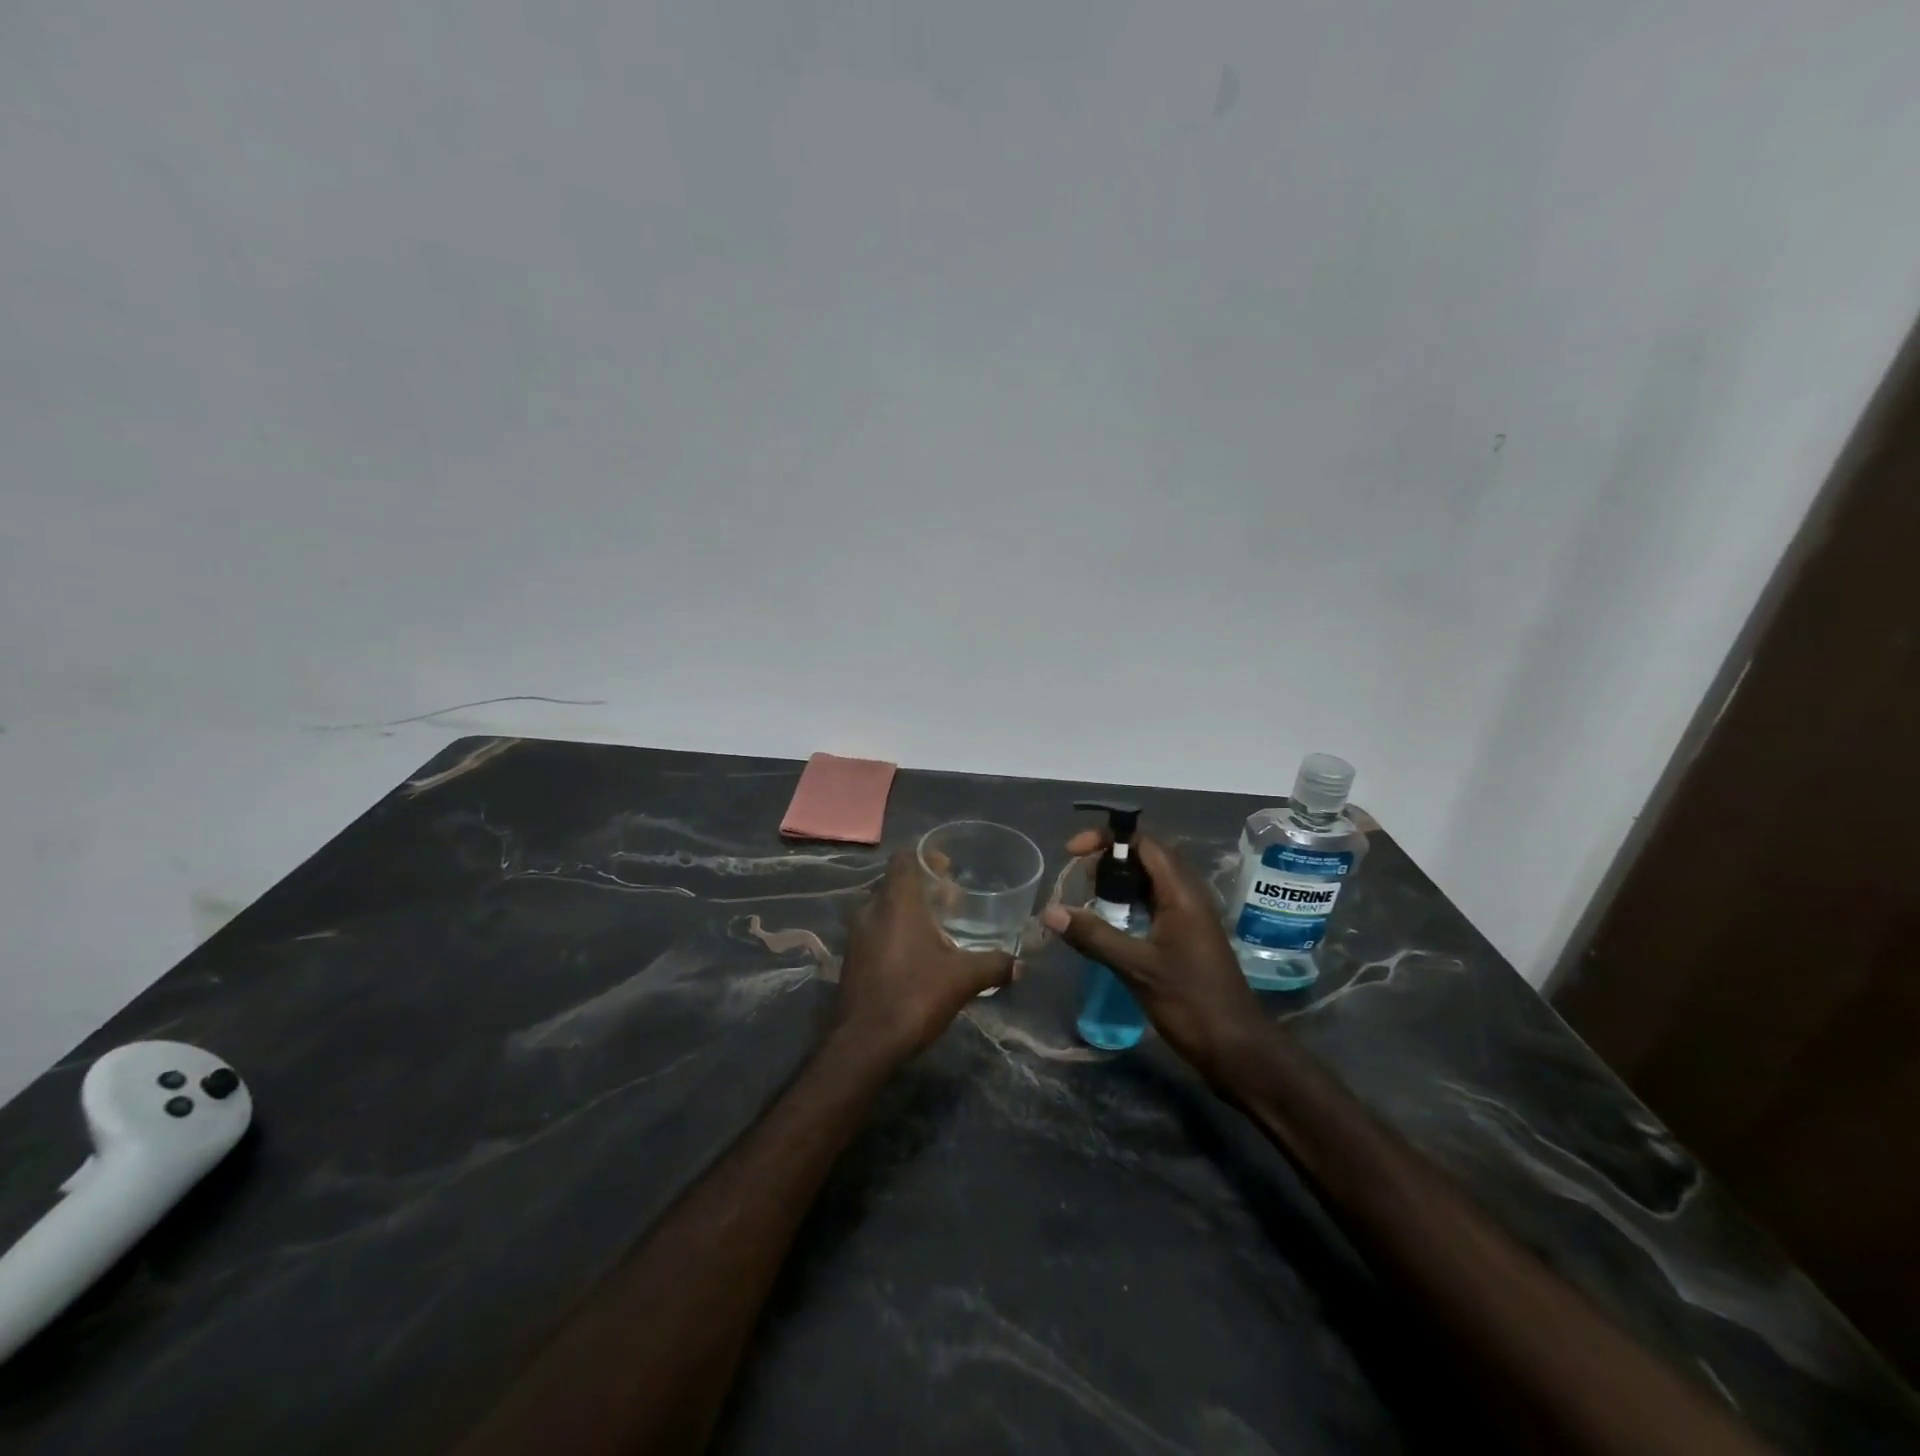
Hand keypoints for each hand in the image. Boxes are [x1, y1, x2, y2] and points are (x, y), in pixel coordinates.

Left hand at [832, 851, 1014, 1061]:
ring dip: (909, 911)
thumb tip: (1020, 965)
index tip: (949, 868)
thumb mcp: (963, 979)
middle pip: (896, 882)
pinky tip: (918, 955)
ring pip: (885, 908)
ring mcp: (857, 935)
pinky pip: (876, 930)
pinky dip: (896, 931)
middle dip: (923, 886)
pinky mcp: (852, 959)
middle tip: (952, 900)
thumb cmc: (913, 996)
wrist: (863, 1044)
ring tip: (939, 928)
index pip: (905, 858)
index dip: (926, 856)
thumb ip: (993, 965)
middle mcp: (871, 910)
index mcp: (896, 901)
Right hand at [1042, 831, 1269, 1083]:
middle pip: (1145, 858)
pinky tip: (1106, 928)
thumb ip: (1094, 936)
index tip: (1072, 852)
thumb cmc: (1192, 1003)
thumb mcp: (1137, 968)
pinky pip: (1151, 907)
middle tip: (1078, 883)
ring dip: (1116, 886)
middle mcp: (1187, 897)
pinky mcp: (1184, 939)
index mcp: (1182, 893)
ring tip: (1087, 903)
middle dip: (1108, 862)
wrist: (1238, 1050)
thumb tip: (1049, 911)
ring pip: (1147, 884)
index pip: (1144, 842)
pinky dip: (1126, 908)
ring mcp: (1188, 918)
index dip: (1107, 838)